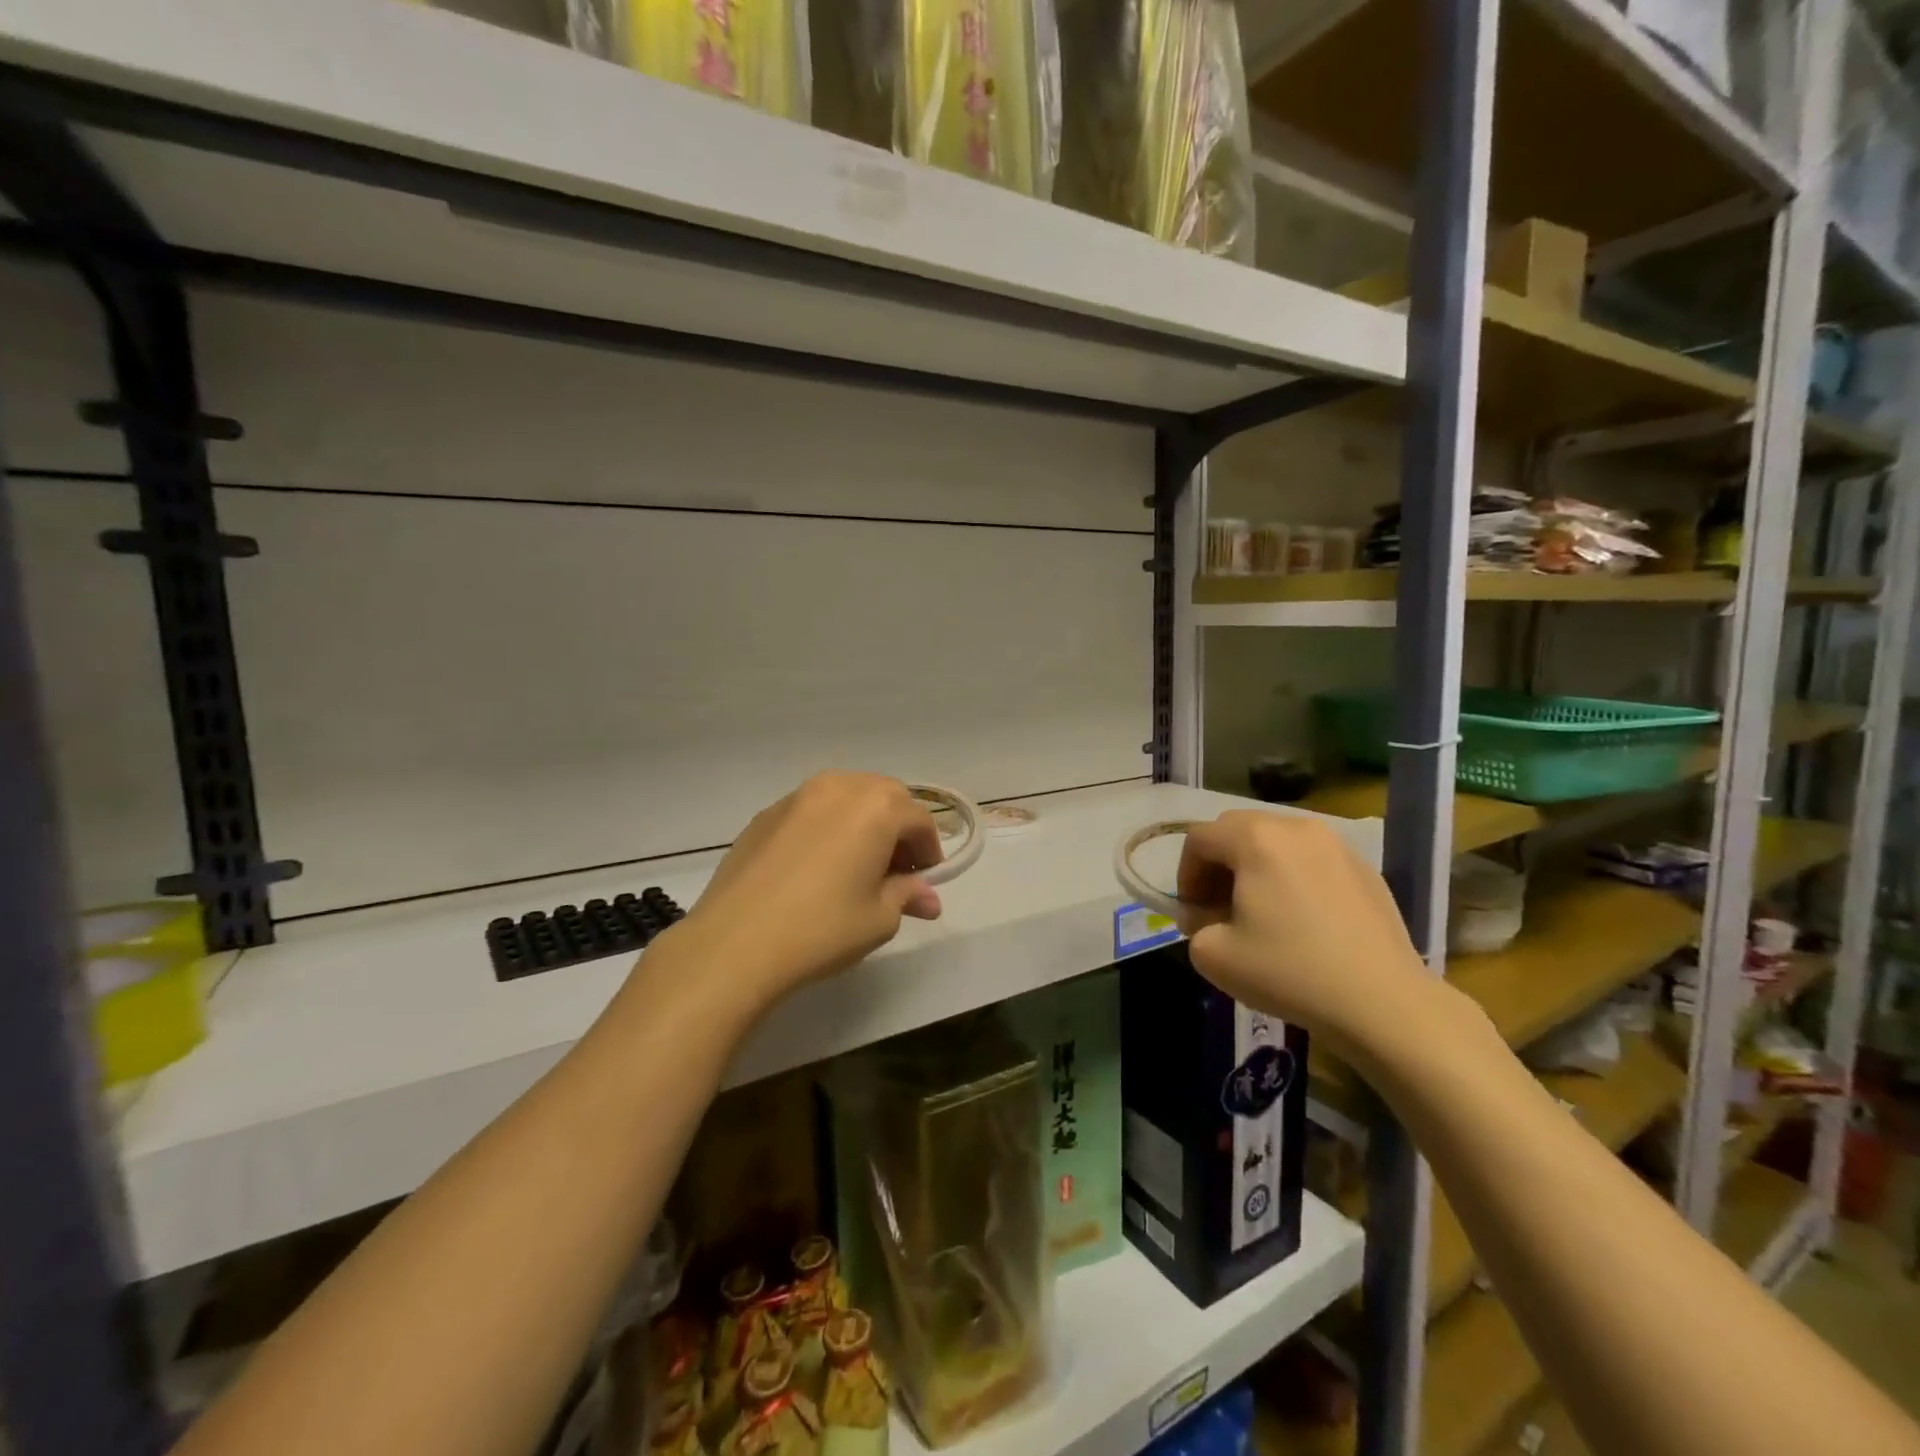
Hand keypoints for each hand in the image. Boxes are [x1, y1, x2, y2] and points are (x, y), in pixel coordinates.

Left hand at [656, 773, 944, 1010]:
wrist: (734, 942)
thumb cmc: (822, 929)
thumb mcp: (879, 919)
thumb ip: (907, 896)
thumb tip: (927, 898)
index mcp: (876, 807)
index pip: (919, 820)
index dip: (930, 850)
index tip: (926, 881)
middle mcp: (839, 788)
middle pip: (884, 796)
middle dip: (898, 828)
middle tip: (896, 870)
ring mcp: (797, 797)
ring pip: (846, 796)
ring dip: (863, 822)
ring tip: (857, 865)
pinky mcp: (765, 815)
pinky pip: (812, 811)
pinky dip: (827, 828)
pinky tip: (816, 866)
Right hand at [1175, 810, 1434, 1054]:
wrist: (1383, 1003)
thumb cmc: (1289, 972)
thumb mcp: (1214, 955)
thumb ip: (1193, 924)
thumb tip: (1204, 914)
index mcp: (1255, 839)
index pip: (1199, 838)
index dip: (1185, 874)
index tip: (1193, 912)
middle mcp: (1295, 827)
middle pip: (1237, 829)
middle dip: (1218, 864)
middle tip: (1219, 907)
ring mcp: (1335, 844)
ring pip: (1276, 840)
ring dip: (1255, 866)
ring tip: (1261, 911)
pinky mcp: (1364, 868)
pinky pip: (1311, 858)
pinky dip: (1292, 876)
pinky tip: (1302, 919)